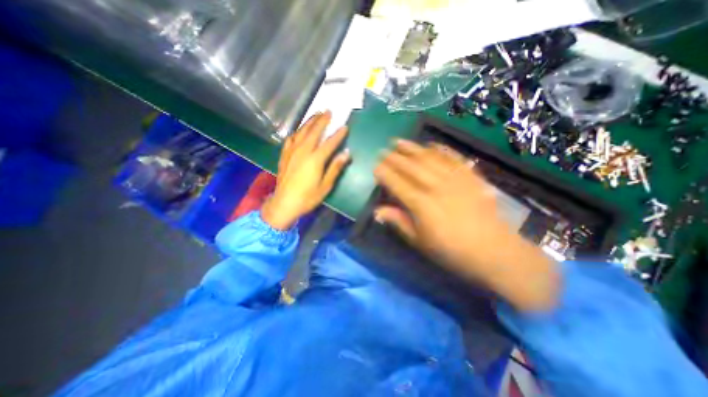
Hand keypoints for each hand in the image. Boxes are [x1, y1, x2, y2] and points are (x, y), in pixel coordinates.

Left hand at [259, 109, 350, 228]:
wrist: (284, 204)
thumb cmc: (308, 197)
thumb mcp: (325, 186)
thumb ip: (335, 168)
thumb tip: (346, 154)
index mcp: (315, 160)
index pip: (329, 143)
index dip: (338, 134)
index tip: (345, 126)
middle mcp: (303, 152)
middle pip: (314, 132)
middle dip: (322, 120)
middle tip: (328, 111)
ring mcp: (292, 152)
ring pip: (301, 132)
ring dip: (309, 122)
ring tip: (316, 114)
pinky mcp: (284, 156)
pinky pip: (290, 139)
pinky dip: (296, 132)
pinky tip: (299, 130)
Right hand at [373, 141, 561, 310]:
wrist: (493, 251)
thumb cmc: (451, 250)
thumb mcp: (420, 242)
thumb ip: (398, 222)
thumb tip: (377, 211)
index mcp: (422, 205)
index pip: (397, 184)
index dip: (384, 174)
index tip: (375, 166)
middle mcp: (436, 187)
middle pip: (411, 167)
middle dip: (394, 157)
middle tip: (383, 150)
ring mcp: (455, 179)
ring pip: (429, 158)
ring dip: (412, 148)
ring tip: (399, 141)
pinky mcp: (470, 177)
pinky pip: (453, 158)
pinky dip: (440, 149)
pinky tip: (431, 144)